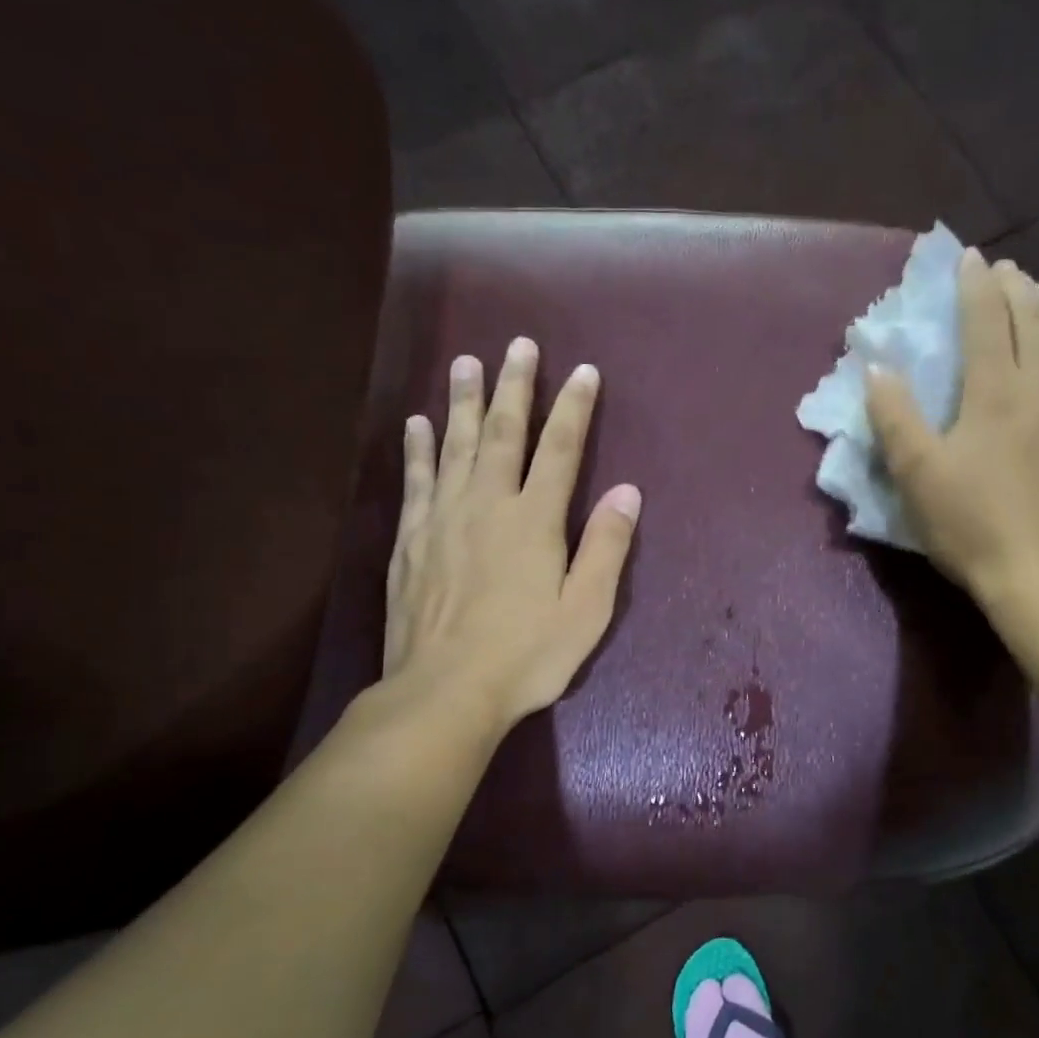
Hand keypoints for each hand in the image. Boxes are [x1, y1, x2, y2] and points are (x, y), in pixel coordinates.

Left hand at [375, 337, 640, 737]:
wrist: (443, 692)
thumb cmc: (526, 655)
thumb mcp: (586, 609)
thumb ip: (606, 547)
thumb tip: (627, 491)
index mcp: (535, 520)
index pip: (561, 450)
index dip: (574, 408)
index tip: (584, 372)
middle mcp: (487, 505)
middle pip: (504, 433)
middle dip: (515, 387)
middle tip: (519, 345)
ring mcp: (442, 519)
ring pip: (455, 445)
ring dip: (464, 401)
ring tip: (466, 362)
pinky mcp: (410, 540)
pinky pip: (416, 479)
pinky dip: (418, 447)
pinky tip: (417, 423)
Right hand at [866, 248, 1038, 601]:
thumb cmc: (971, 526)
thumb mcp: (916, 476)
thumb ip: (894, 417)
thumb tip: (876, 368)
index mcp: (995, 392)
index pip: (986, 320)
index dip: (976, 285)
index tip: (971, 258)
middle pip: (1033, 321)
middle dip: (1017, 288)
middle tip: (1007, 268)